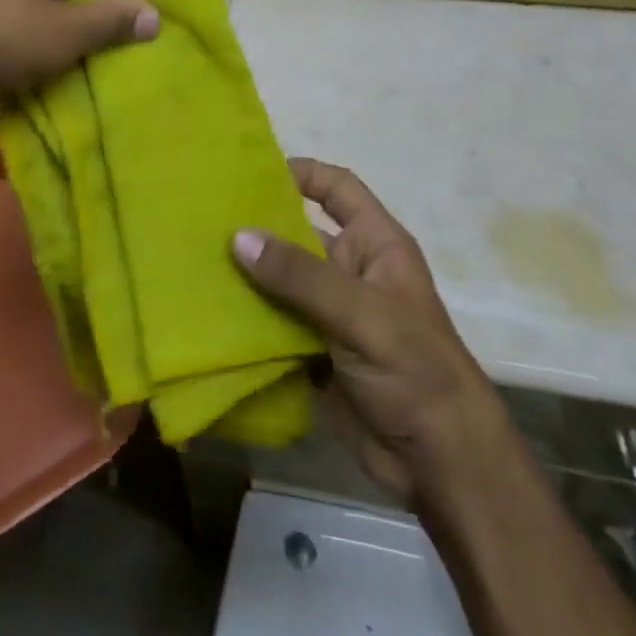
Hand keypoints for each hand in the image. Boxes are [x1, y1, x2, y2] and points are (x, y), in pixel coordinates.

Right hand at [232, 159, 501, 504]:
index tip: (252, 170)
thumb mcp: (361, 314)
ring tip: (194, 259)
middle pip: (298, 234)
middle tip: (202, 216)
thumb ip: (300, 275)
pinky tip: (208, 310)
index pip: (338, 190)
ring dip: (245, 274)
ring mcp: (330, 313)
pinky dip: (246, 318)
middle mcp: (350, 271)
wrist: (441, 466)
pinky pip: (273, 322)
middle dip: (257, 226)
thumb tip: (238, 235)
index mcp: (375, 246)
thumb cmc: (416, 371)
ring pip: (280, 280)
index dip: (302, 173)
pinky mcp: (313, 351)